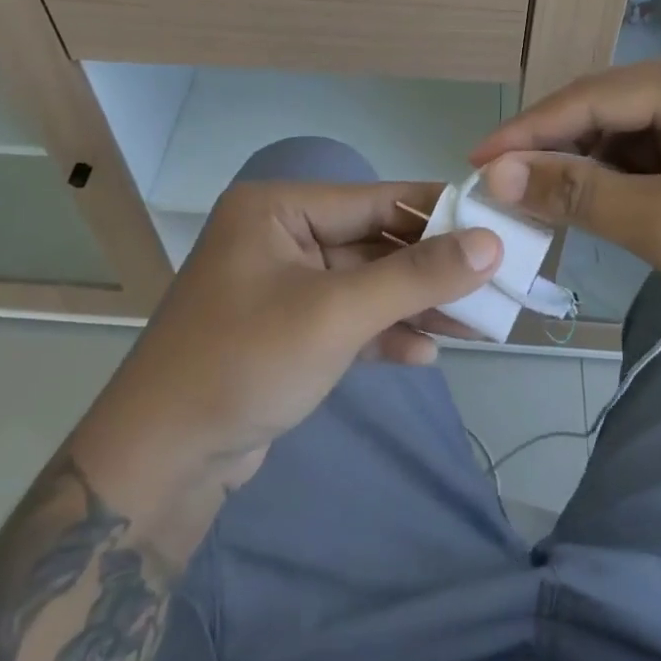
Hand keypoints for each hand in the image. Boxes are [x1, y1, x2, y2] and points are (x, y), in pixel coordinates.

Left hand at [82, 180, 501, 562]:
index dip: (439, 213)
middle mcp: (279, 237)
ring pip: (365, 285)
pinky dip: (383, 335)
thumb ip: (416, 276)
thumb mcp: (337, 314)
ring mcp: (281, 286)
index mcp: (278, 209)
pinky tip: (422, 356)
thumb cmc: (245, 362)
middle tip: (495, 286)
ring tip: (476, 326)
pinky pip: (347, 320)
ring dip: (414, 306)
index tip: (498, 225)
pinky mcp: (286, 331)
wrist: (162, 462)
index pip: (375, 199)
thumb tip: (490, 243)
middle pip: (373, 243)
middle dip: (431, 270)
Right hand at [470, 46, 660, 363]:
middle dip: (554, 152)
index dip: (528, 131)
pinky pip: (650, 156)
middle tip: (500, 187)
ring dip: (583, 171)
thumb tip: (496, 173)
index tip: (475, 161)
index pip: (592, 96)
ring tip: (537, 203)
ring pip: (624, 136)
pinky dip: (617, 183)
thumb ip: (577, 193)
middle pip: (606, 112)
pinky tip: (591, 207)